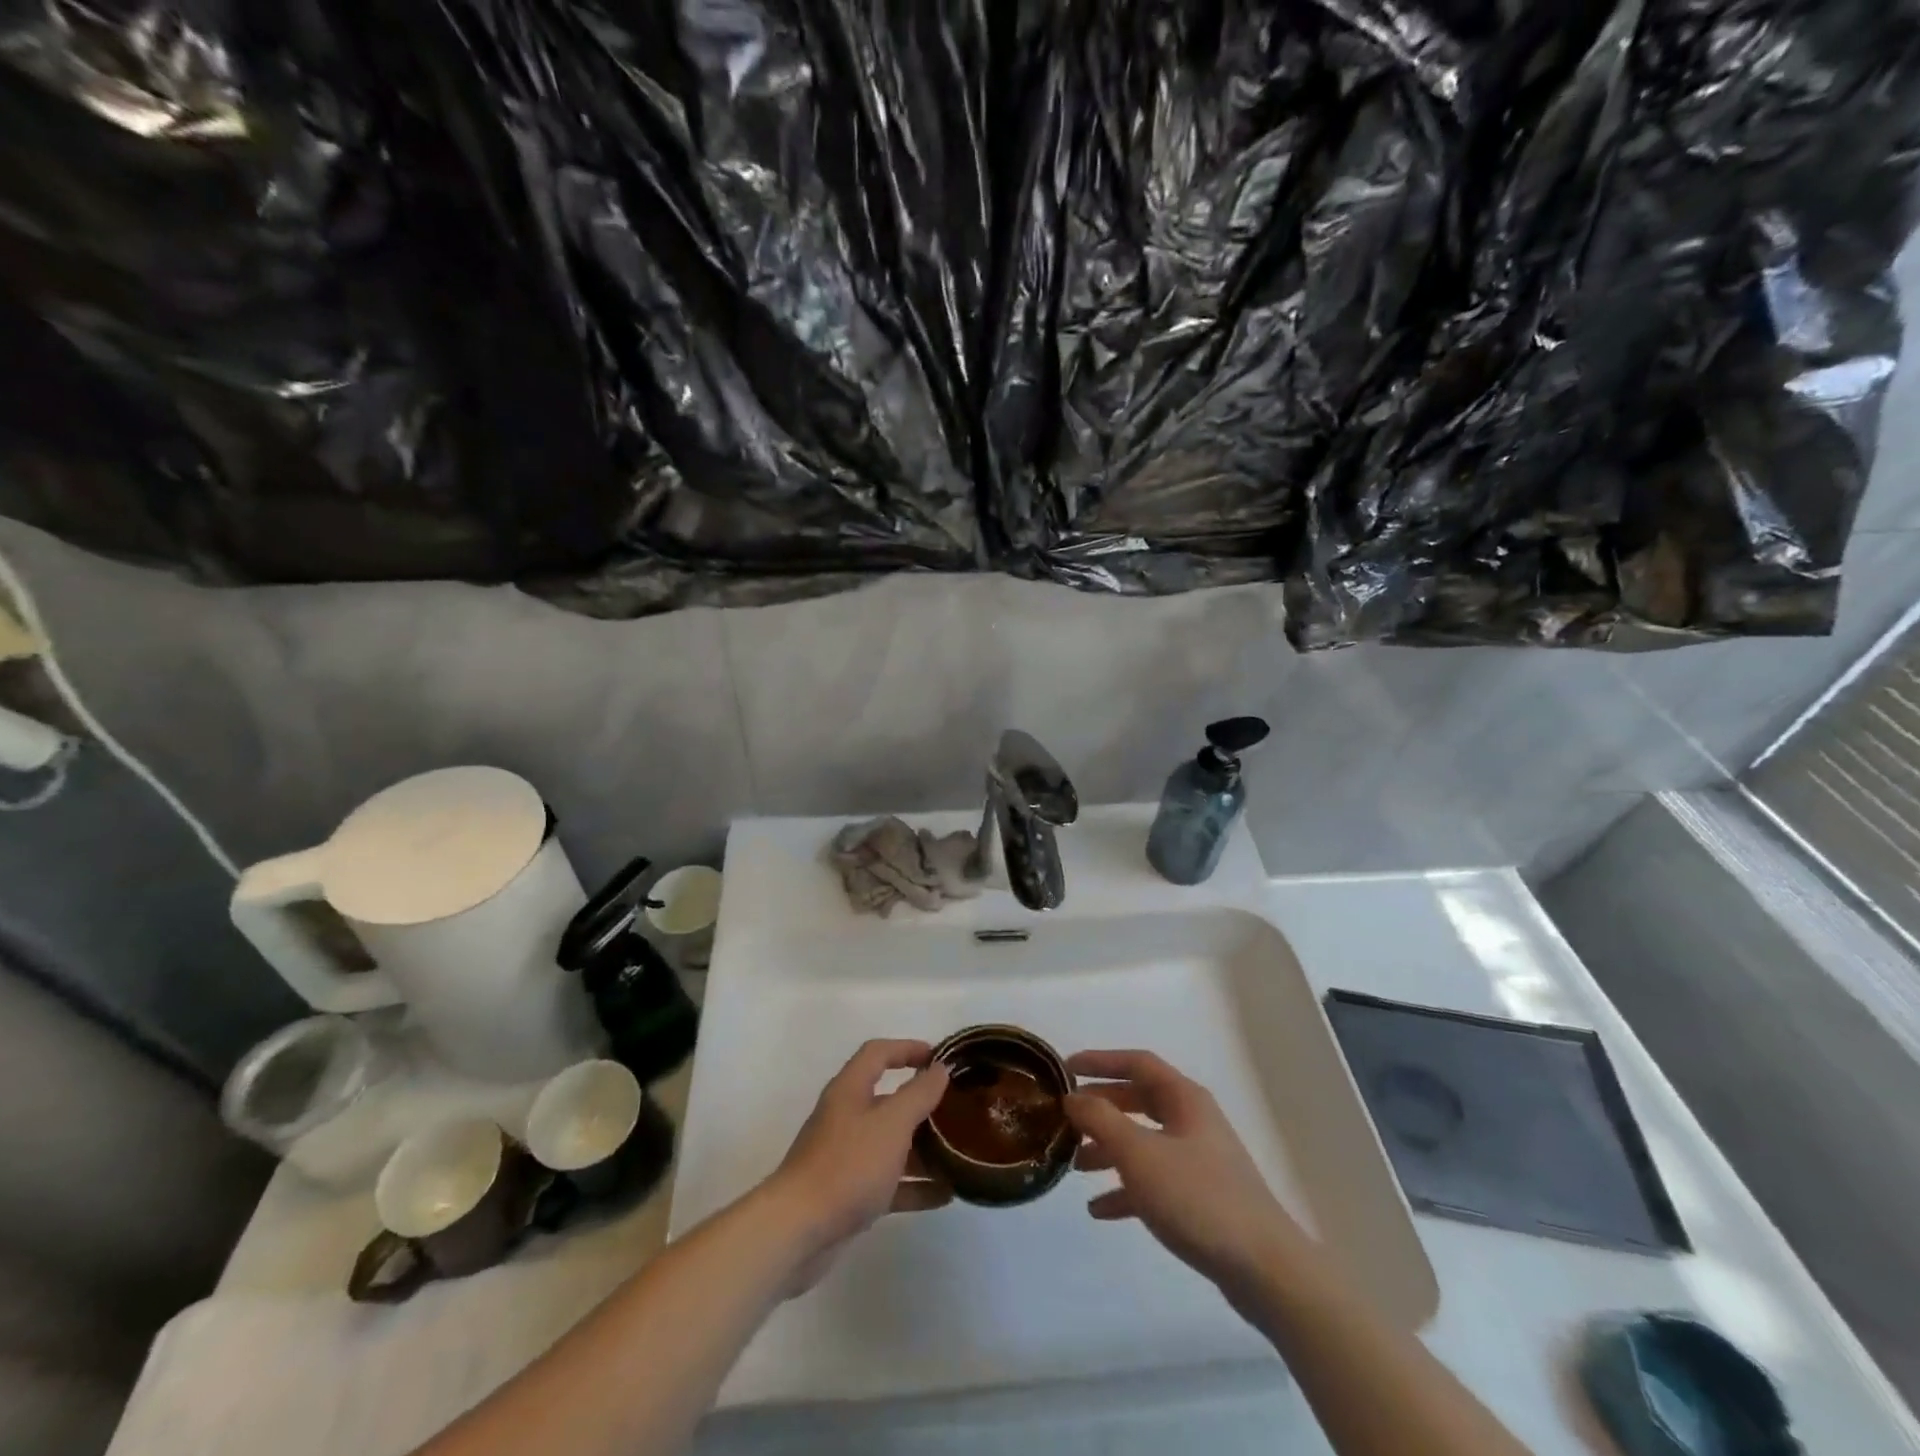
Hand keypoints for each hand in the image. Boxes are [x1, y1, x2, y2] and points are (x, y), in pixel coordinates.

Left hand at [763, 1040, 951, 1293]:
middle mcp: (846, 1117)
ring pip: (890, 1144)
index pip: (878, 1053)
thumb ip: (919, 1094)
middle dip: (921, 1104)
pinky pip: (888, 1182)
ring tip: (958, 1154)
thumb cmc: (847, 1165)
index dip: (907, 1048)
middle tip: (956, 1110)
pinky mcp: (848, 1194)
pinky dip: (914, 1186)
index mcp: (850, 1090)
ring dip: (922, 1148)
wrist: (797, 1231)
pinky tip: (945, 1194)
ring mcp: (845, 1157)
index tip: (939, 1057)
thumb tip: (939, 1069)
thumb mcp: (892, 1123)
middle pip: (887, 1100)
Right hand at [1066, 1049, 1306, 1298]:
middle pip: (1138, 1101)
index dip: (1100, 1061)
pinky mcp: (1201, 1198)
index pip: (1137, 1063)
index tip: (1066, 1068)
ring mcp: (1199, 1160)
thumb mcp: (1139, 1154)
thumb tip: (1073, 1097)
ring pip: (1144, 1142)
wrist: (1265, 1269)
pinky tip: (1099, 1210)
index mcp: (1184, 1099)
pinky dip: (1126, 1189)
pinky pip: (1154, 1181)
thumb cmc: (1198, 1198)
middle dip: (1101, 1109)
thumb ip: (1101, 1120)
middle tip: (1067, 1119)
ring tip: (1074, 1166)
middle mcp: (1192, 1121)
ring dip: (1108, 1150)